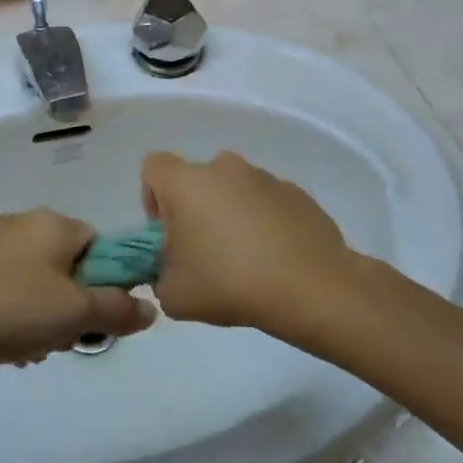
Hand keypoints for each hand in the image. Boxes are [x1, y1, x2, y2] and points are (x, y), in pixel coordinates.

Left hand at [0, 210, 156, 372]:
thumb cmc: (11, 309)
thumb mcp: (75, 314)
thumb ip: (118, 309)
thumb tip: (151, 308)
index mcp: (55, 223)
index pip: (101, 245)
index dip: (106, 283)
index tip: (96, 319)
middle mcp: (25, 222)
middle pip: (70, 264)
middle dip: (73, 305)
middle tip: (63, 338)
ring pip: (39, 280)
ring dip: (44, 316)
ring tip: (31, 349)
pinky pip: (8, 287)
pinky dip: (15, 313)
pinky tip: (5, 345)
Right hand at [141, 151, 359, 337]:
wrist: (309, 287)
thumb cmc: (228, 283)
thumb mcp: (173, 295)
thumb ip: (159, 273)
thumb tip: (171, 267)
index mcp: (186, 182)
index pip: (153, 167)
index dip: (153, 197)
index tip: (167, 232)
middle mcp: (223, 168)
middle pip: (197, 180)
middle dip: (195, 210)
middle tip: (205, 252)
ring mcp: (264, 177)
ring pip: (234, 190)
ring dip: (232, 214)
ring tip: (246, 260)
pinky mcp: (296, 192)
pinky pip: (267, 202)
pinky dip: (264, 222)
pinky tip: (275, 258)